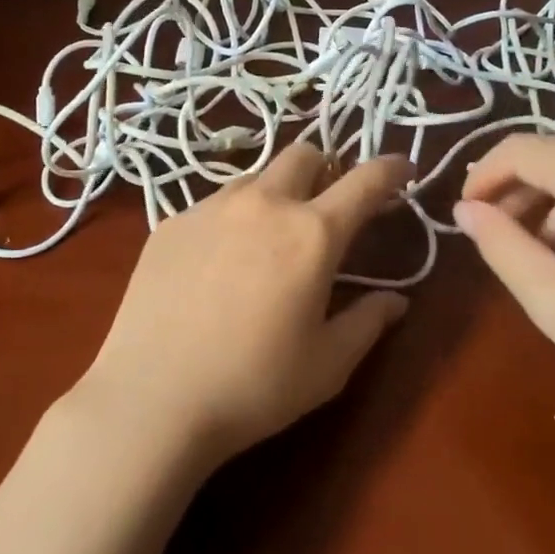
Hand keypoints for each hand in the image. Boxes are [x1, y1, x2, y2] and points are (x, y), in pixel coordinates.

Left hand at [75, 144, 412, 461]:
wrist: (151, 398)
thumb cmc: (254, 386)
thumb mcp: (327, 365)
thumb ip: (368, 323)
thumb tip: (396, 301)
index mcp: (311, 234)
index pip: (364, 182)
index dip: (390, 168)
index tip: (402, 167)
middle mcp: (263, 204)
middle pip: (303, 155)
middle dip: (325, 169)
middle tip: (327, 206)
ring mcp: (210, 208)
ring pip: (255, 177)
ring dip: (275, 193)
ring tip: (268, 237)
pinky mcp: (170, 223)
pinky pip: (212, 204)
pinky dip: (231, 219)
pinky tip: (218, 263)